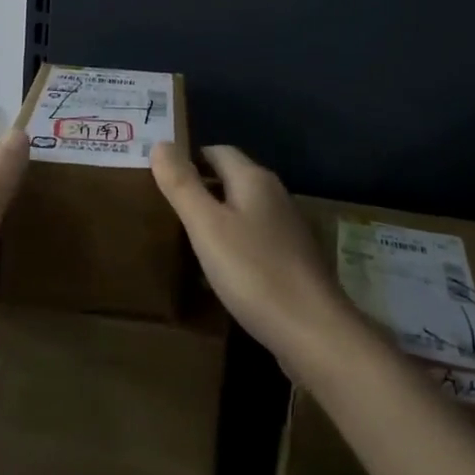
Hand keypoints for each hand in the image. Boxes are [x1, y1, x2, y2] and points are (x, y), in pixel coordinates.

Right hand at [152, 143, 364, 384]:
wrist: (313, 331)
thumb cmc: (254, 271)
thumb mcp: (206, 226)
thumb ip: (182, 184)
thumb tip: (160, 143)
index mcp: (254, 179)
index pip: (216, 151)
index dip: (188, 159)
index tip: (161, 177)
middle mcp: (274, 194)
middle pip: (231, 178)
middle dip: (201, 188)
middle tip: (165, 208)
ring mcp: (287, 228)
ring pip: (243, 210)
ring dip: (216, 218)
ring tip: (185, 238)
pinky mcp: (292, 259)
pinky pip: (254, 239)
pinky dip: (233, 244)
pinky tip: (218, 269)